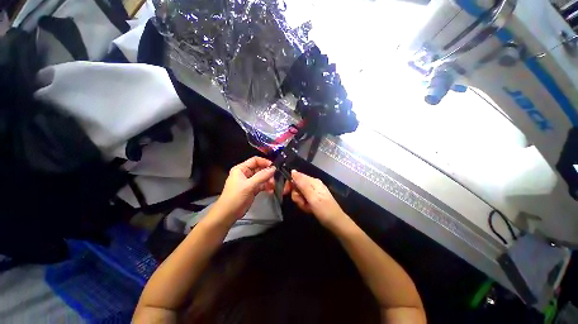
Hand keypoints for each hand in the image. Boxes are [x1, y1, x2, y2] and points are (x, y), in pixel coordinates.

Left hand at [212, 157, 276, 222]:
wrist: (228, 214)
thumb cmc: (235, 197)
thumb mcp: (249, 185)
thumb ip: (262, 176)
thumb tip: (273, 169)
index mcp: (241, 169)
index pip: (255, 160)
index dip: (265, 162)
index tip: (274, 167)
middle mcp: (245, 174)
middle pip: (259, 169)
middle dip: (268, 173)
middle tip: (275, 178)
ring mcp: (249, 182)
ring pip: (262, 177)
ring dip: (268, 181)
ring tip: (274, 185)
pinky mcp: (252, 189)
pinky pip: (261, 185)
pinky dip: (266, 187)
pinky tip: (271, 190)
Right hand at [289, 170, 348, 227]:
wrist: (335, 222)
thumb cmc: (324, 209)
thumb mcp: (312, 196)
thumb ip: (302, 183)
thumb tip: (293, 171)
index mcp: (312, 181)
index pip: (296, 176)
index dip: (290, 183)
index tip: (286, 192)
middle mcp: (312, 185)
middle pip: (297, 186)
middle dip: (296, 195)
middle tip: (301, 202)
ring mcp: (313, 192)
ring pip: (299, 194)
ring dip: (300, 201)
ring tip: (307, 207)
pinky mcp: (313, 199)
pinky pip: (303, 199)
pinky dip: (304, 205)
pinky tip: (309, 209)